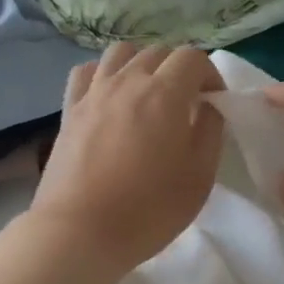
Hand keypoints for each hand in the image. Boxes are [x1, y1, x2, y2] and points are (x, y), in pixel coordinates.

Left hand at [30, 43, 225, 273]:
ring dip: (142, 64)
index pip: (192, 57)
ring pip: (121, 53)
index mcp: (165, 93)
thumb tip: (207, 107)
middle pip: (158, 52)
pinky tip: (110, 96)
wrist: (80, 231)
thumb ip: (210, 132)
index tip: (214, 102)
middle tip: (186, 102)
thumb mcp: (199, 176)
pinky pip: (87, 72)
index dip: (210, 74)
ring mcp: (93, 92)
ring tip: (148, 94)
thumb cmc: (148, 209)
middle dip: (179, 69)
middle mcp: (127, 81)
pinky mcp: (69, 110)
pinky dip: (104, 74)